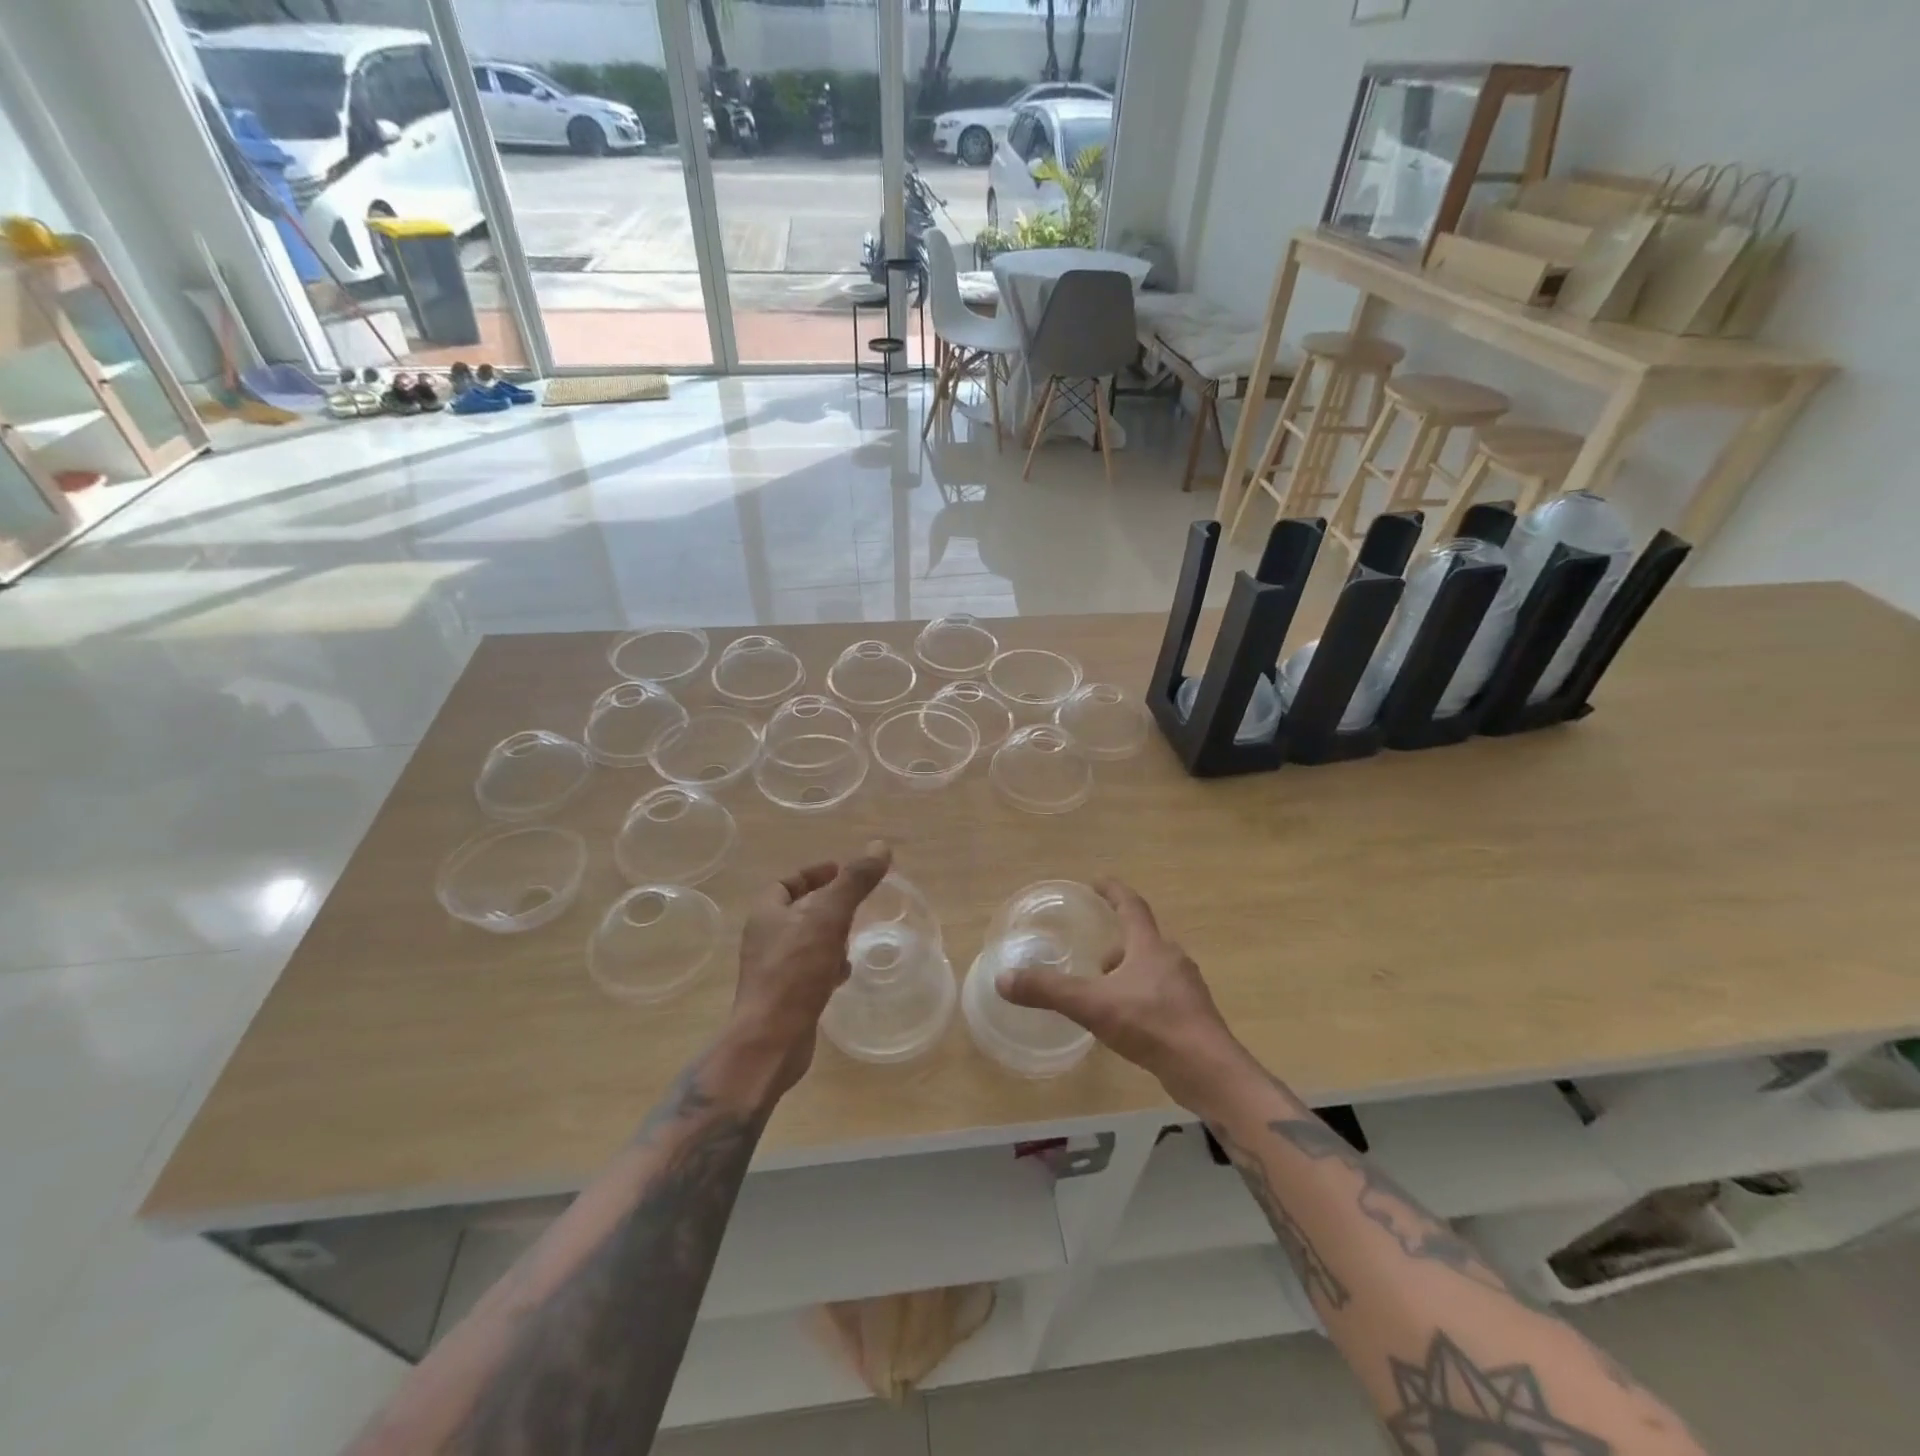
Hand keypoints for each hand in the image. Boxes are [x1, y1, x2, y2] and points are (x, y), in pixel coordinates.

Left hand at [730, 841, 891, 1096]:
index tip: (840, 871)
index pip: (786, 883)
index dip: (813, 873)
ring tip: (854, 938)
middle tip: (856, 904)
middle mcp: (765, 939)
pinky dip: (829, 967)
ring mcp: (773, 971)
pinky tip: (845, 975)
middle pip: (798, 911)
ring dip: (831, 937)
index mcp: (766, 914)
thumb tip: (880, 846)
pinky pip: (810, 972)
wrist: (771, 1041)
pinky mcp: (786, 998)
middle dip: (827, 906)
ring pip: (807, 942)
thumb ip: (854, 882)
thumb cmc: (795, 972)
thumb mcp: (829, 918)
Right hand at [998, 879, 1249, 1111]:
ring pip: (1152, 968)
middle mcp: (1172, 959)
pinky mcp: (1192, 1016)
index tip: (1097, 881)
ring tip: (1103, 988)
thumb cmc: (1151, 1024)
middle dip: (1117, 940)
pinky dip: (1141, 996)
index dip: (1113, 891)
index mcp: (1150, 945)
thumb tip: (1003, 979)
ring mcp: (1186, 988)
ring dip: (1129, 970)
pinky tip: (1127, 1019)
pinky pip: (1161, 994)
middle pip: (1142, 938)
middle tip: (1092, 950)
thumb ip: (1048, 990)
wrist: (1207, 1070)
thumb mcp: (1092, 1005)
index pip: (1131, 905)